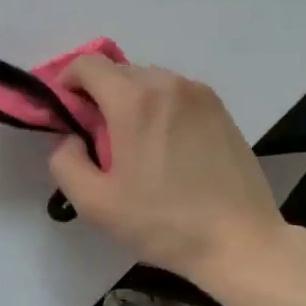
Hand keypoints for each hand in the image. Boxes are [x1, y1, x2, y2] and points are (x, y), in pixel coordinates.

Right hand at [47, 55, 286, 282]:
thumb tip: (71, 137)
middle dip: (100, 97)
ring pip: (149, 81)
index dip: (68, 83)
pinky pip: (176, 95)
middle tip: (100, 141)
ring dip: (132, 102)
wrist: (240, 241)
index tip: (68, 115)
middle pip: (118, 72)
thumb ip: (65, 161)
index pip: (88, 64)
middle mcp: (168, 83)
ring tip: (136, 147)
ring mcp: (200, 93)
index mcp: (135, 100)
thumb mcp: (95, 203)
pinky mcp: (221, 109)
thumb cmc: (163, 222)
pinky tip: (167, 149)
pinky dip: (161, 109)